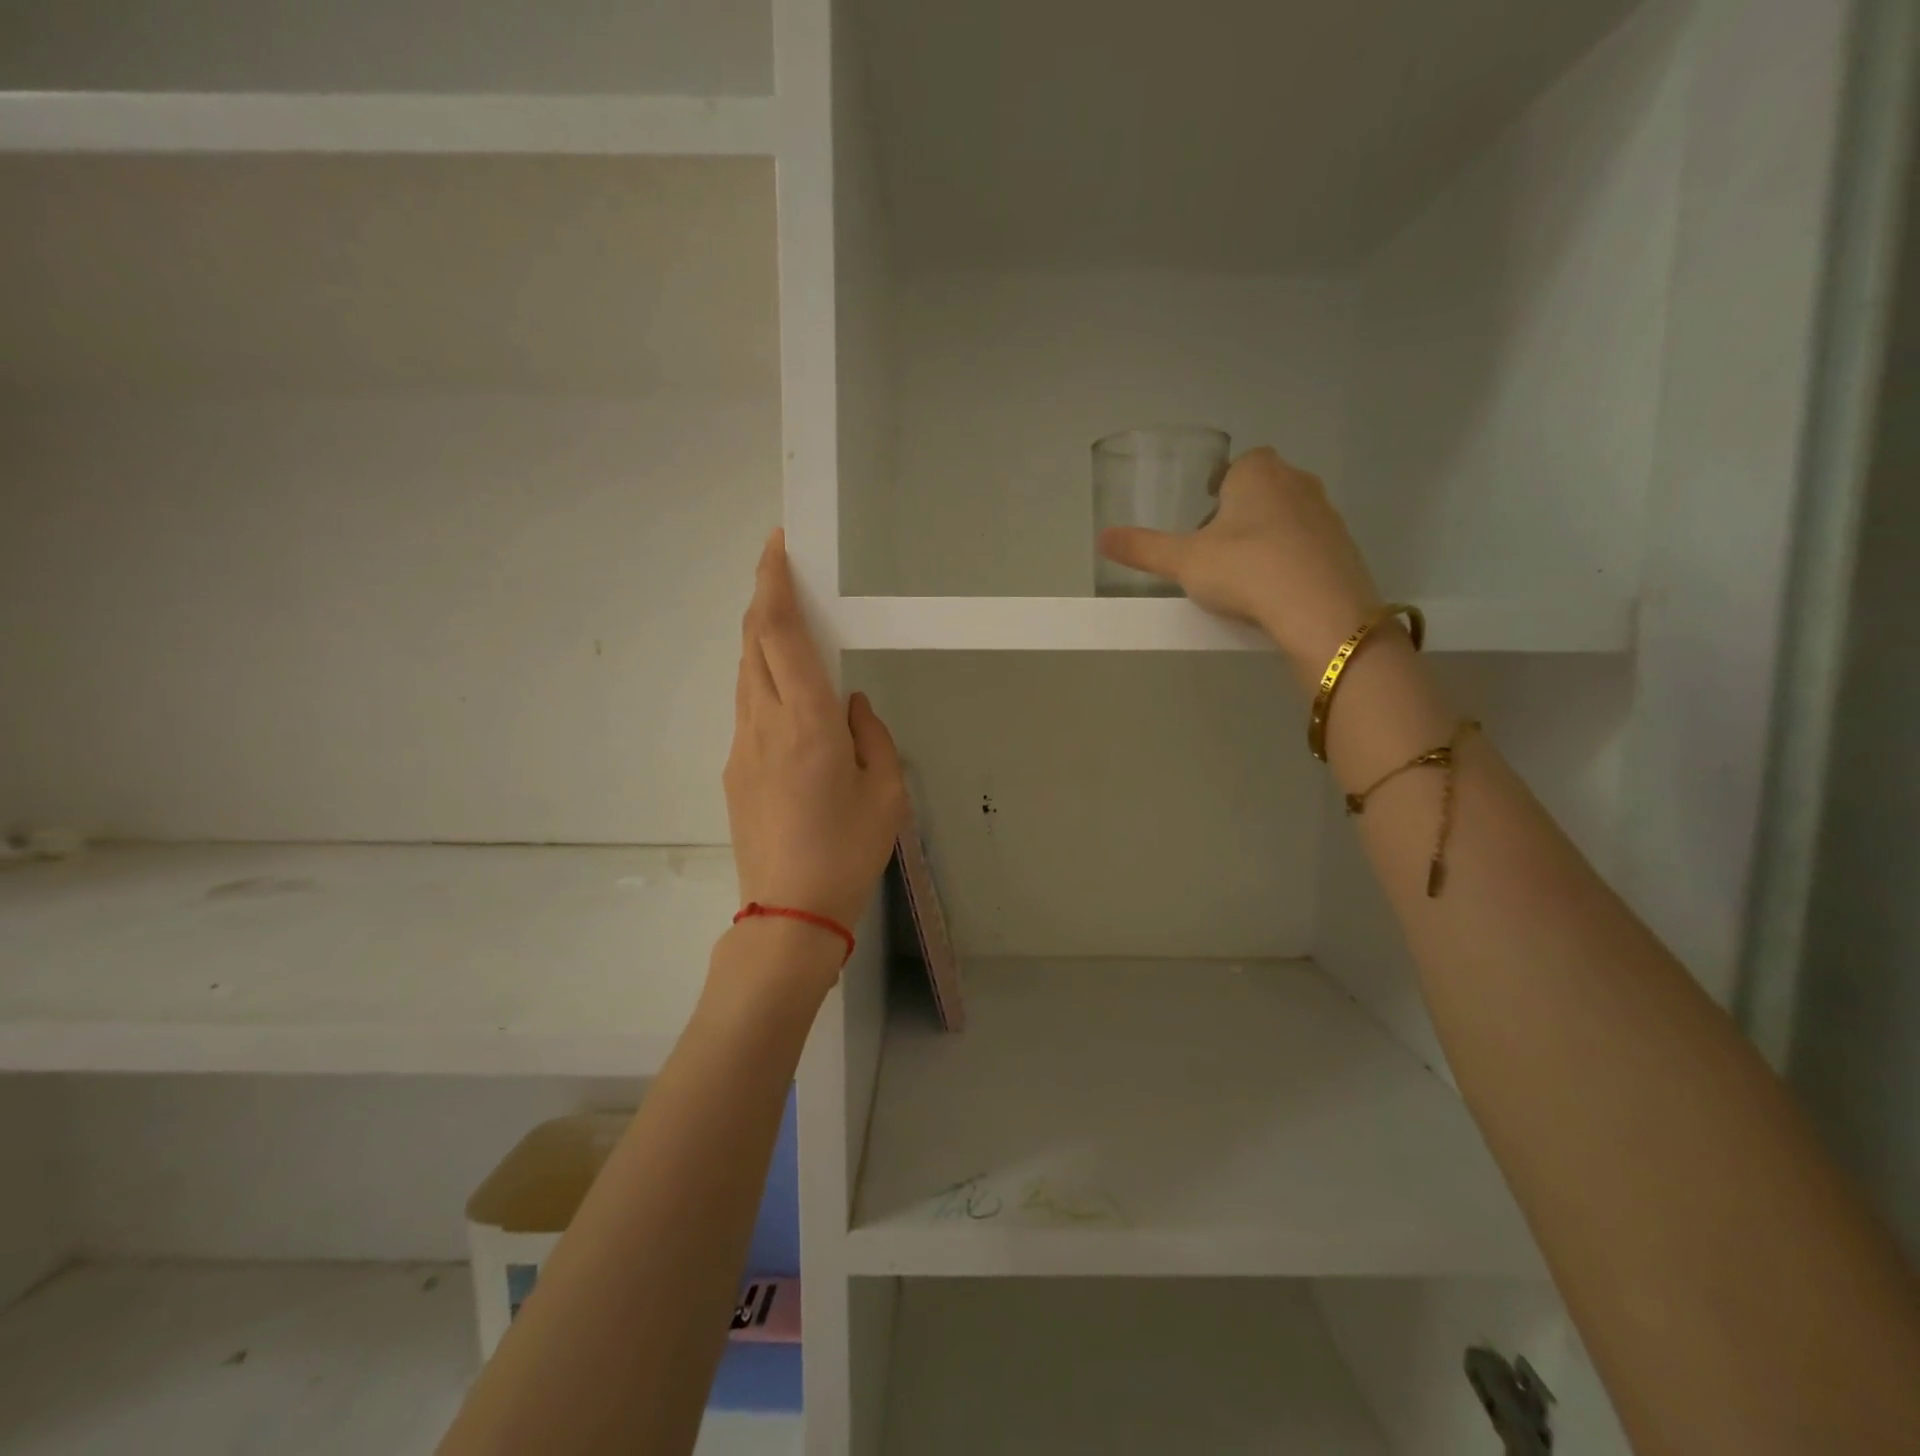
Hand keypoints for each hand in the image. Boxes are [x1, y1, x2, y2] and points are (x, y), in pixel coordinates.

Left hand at [724, 530, 906, 941]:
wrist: (789, 913)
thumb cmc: (849, 850)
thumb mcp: (886, 791)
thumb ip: (872, 734)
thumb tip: (852, 703)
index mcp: (808, 721)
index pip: (781, 633)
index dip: (775, 583)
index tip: (775, 547)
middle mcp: (765, 722)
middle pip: (753, 642)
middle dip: (764, 599)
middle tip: (784, 575)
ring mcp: (741, 746)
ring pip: (745, 673)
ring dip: (760, 639)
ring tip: (786, 628)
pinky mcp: (733, 769)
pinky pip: (746, 706)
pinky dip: (761, 680)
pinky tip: (785, 696)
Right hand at [1098, 447, 1382, 672]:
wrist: (1318, 608)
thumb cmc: (1244, 569)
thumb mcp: (1183, 562)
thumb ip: (1143, 549)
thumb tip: (1101, 537)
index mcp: (1257, 473)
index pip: (1239, 464)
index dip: (1220, 487)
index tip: (1205, 517)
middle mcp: (1297, 482)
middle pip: (1265, 488)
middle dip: (1243, 511)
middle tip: (1218, 549)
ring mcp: (1327, 515)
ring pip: (1289, 516)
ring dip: (1269, 536)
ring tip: (1245, 574)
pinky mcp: (1345, 548)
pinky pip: (1310, 546)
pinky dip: (1292, 560)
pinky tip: (1275, 590)